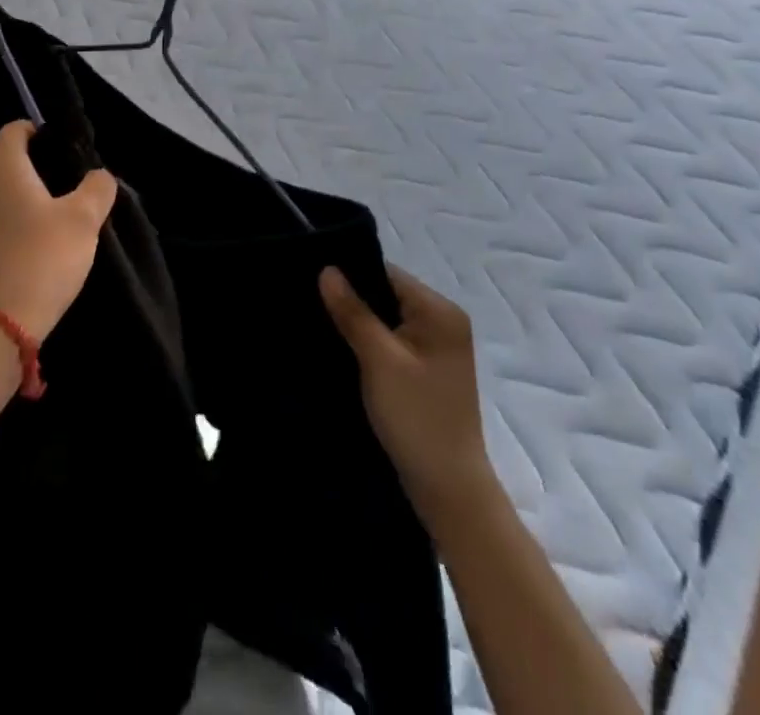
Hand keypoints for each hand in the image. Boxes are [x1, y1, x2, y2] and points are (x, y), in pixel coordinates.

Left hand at [0, 122, 116, 340]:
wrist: (2, 322)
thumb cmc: (43, 257)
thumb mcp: (84, 219)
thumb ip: (97, 188)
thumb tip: (99, 176)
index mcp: (3, 168)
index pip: (14, 129)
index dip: (39, 130)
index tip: (66, 147)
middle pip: (9, 157)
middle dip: (40, 161)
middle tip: (74, 177)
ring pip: (6, 187)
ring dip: (32, 191)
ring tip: (65, 207)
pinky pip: (2, 213)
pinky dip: (22, 214)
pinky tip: (47, 235)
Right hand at [321, 265, 494, 523]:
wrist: (449, 490)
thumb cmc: (417, 418)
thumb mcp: (379, 360)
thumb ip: (353, 312)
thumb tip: (327, 269)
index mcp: (440, 311)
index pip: (386, 273)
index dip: (350, 274)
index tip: (311, 279)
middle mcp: (443, 322)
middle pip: (386, 294)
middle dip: (351, 299)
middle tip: (310, 302)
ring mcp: (436, 347)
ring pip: (386, 318)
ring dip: (358, 322)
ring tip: (320, 322)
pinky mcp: (425, 370)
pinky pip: (390, 340)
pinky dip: (368, 342)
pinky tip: (342, 348)